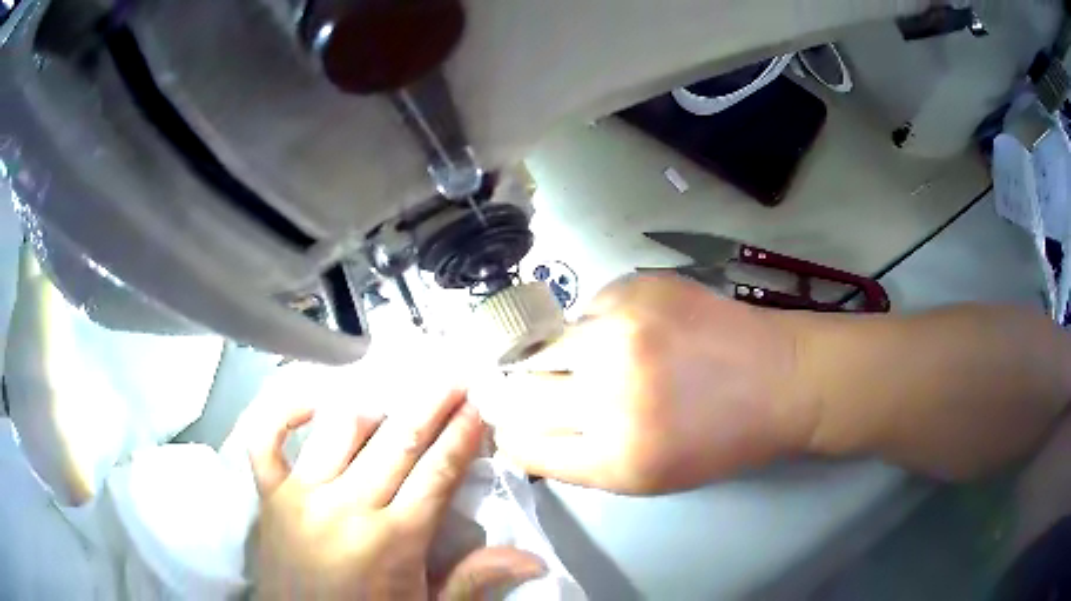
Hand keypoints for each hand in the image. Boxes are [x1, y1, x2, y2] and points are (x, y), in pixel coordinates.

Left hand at [245, 389, 545, 598]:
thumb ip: (474, 579)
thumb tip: (534, 559)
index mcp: (393, 541)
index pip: (436, 474)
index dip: (460, 436)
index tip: (476, 406)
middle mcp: (347, 508)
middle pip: (397, 443)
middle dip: (431, 406)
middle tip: (452, 378)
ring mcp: (302, 495)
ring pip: (339, 431)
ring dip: (372, 408)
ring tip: (394, 396)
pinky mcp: (270, 494)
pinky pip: (266, 440)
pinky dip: (284, 413)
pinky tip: (310, 402)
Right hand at [473, 275, 817, 494]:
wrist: (782, 379)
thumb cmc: (720, 439)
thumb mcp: (647, 478)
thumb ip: (580, 460)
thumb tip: (524, 434)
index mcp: (616, 456)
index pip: (523, 444)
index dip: (513, 435)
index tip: (514, 426)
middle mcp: (610, 393)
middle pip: (521, 391)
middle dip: (527, 395)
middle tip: (554, 391)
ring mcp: (622, 331)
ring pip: (545, 344)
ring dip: (563, 356)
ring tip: (605, 359)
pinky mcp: (638, 287)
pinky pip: (587, 308)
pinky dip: (598, 325)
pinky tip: (638, 332)